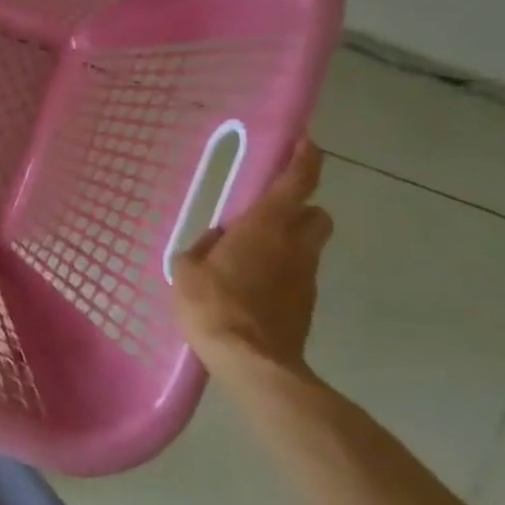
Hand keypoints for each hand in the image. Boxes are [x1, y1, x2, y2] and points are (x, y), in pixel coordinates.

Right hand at [171, 138, 332, 376]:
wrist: (251, 361)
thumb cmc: (213, 305)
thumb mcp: (187, 269)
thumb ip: (203, 247)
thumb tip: (217, 240)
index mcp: (265, 226)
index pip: (297, 181)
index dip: (305, 159)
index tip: (308, 143)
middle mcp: (295, 245)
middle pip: (318, 214)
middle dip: (303, 208)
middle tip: (272, 215)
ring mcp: (305, 277)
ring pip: (309, 247)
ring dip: (290, 244)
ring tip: (254, 257)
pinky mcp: (306, 305)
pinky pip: (298, 276)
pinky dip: (283, 274)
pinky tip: (254, 289)